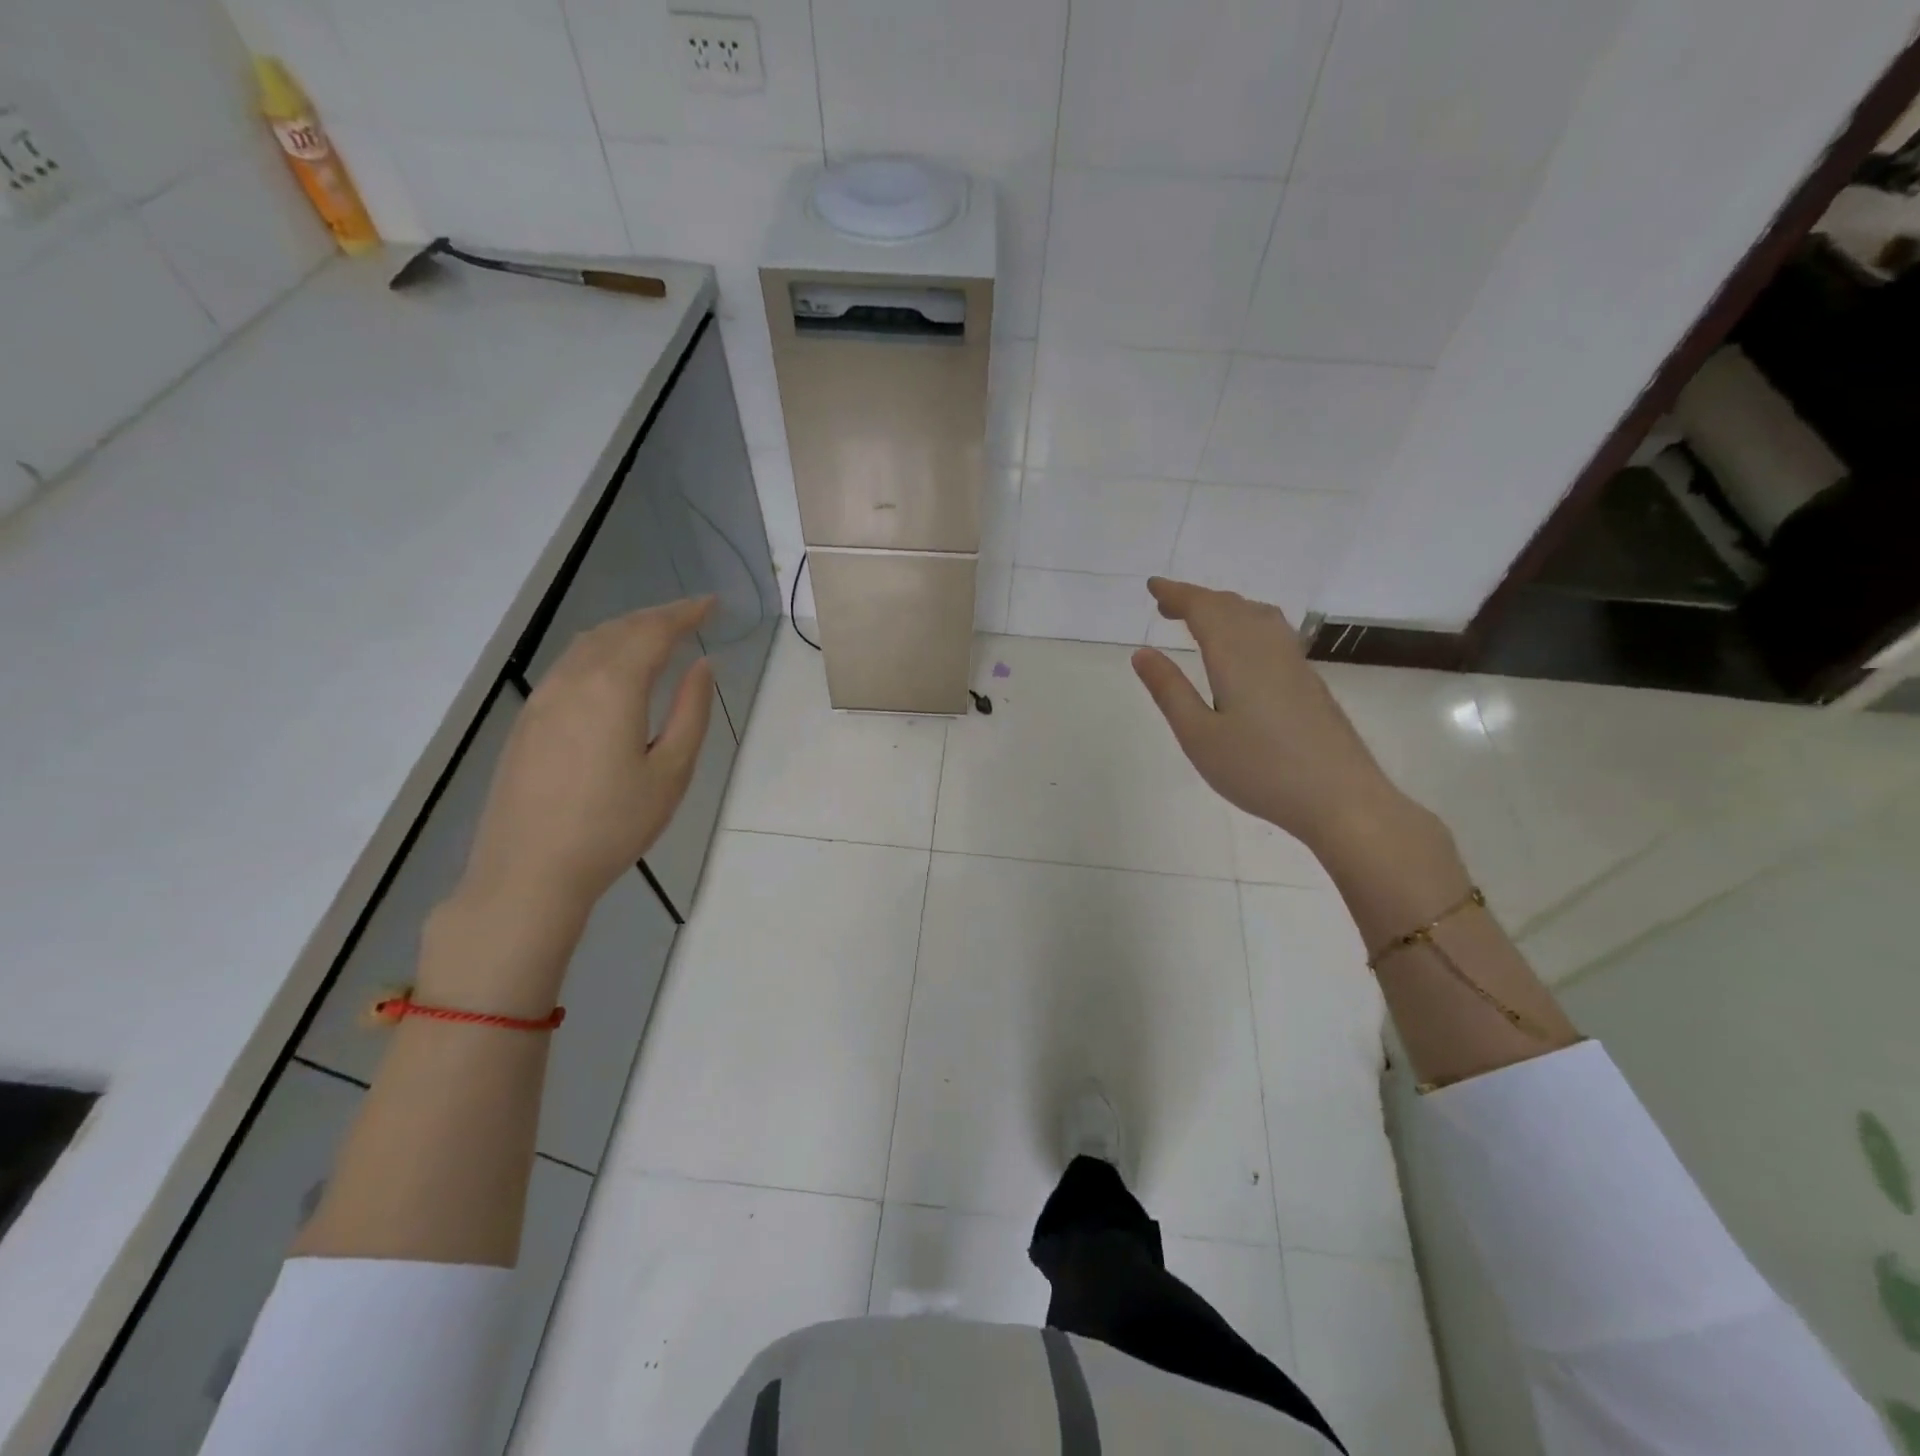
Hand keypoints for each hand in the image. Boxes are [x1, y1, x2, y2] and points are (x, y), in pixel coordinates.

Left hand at [456, 597, 714, 927]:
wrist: (528, 871)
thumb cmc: (613, 825)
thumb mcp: (671, 772)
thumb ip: (691, 713)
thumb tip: (702, 666)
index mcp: (613, 688)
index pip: (653, 632)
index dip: (685, 613)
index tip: (712, 604)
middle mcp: (573, 680)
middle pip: (618, 630)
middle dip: (657, 617)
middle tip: (691, 616)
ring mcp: (542, 698)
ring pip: (588, 643)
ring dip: (626, 630)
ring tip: (657, 635)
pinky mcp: (527, 720)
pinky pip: (568, 665)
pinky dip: (600, 650)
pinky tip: (612, 669)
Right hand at [1131, 577, 1407, 852]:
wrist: (1340, 798)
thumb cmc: (1259, 769)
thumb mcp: (1198, 735)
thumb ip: (1170, 691)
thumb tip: (1142, 653)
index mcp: (1236, 656)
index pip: (1204, 609)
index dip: (1177, 594)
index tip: (1153, 586)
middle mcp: (1267, 648)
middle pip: (1232, 607)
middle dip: (1197, 599)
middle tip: (1167, 605)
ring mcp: (1294, 663)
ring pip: (1258, 616)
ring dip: (1226, 609)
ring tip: (1202, 621)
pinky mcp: (1309, 682)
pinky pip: (1273, 632)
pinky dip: (1247, 624)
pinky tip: (1244, 648)